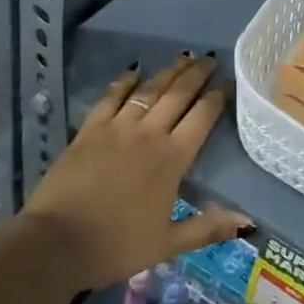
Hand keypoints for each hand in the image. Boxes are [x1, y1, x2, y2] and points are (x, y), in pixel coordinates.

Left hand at [21, 53, 252, 290]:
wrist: (56, 243)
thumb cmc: (116, 246)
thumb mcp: (168, 244)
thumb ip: (207, 228)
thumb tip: (247, 220)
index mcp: (172, 159)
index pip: (202, 118)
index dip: (217, 97)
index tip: (229, 81)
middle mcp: (149, 134)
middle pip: (178, 95)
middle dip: (196, 75)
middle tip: (209, 59)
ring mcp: (117, 128)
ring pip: (148, 91)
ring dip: (168, 72)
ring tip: (183, 57)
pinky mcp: (89, 129)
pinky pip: (111, 97)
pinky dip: (124, 81)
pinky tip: (134, 70)